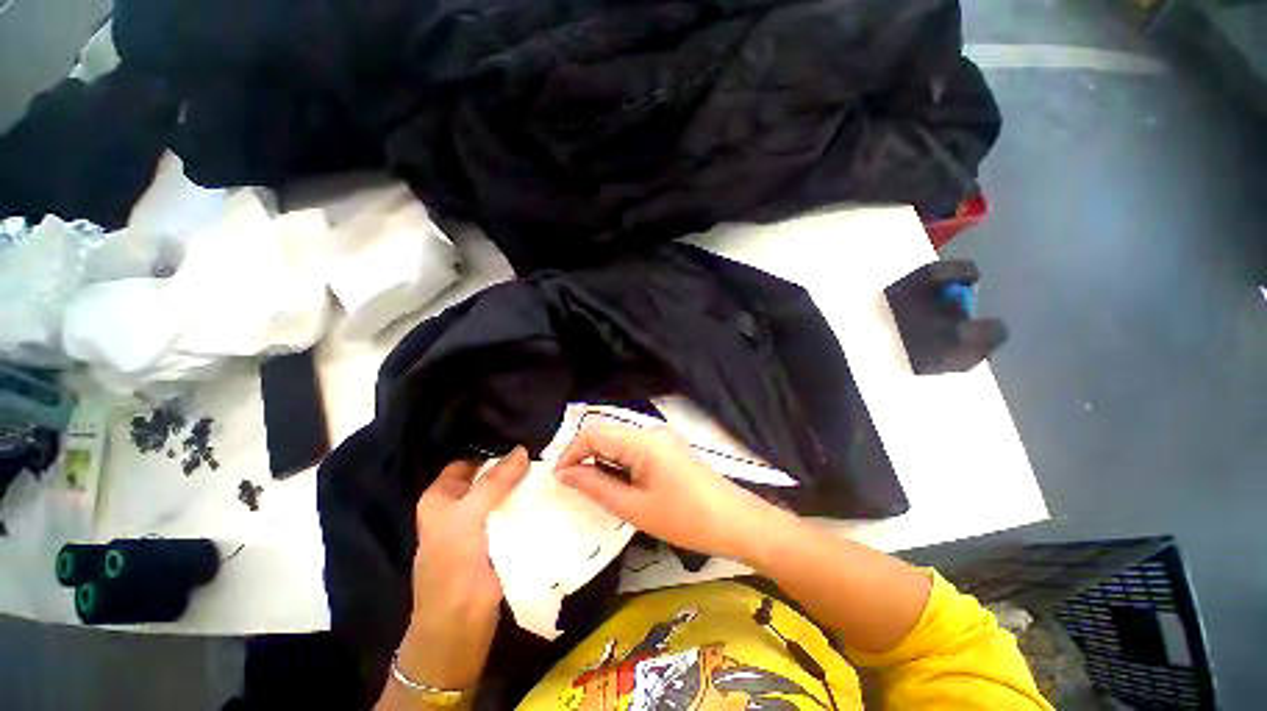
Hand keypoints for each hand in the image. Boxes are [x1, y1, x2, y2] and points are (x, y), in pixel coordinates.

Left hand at [398, 447, 529, 689]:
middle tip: (545, 453)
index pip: (468, 463)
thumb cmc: (453, 567)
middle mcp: (462, 508)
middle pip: (490, 478)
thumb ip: (494, 482)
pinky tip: (551, 492)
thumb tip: (522, 450)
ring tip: (553, 467)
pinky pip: (517, 513)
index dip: (492, 451)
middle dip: (514, 467)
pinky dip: (531, 503)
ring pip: (506, 495)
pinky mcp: (503, 540)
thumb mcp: (467, 517)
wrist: (460, 628)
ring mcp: (483, 525)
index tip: (523, 440)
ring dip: (525, 485)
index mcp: (442, 499)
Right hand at [555, 426, 787, 563]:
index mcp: (642, 441)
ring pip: (619, 443)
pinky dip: (619, 465)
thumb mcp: (634, 507)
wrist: (735, 522)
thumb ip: (596, 486)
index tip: (557, 479)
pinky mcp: (668, 450)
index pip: (593, 434)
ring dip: (601, 462)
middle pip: (606, 435)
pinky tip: (618, 485)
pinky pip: (634, 450)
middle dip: (584, 457)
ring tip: (593, 490)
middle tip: (572, 487)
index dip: (570, 453)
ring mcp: (662, 440)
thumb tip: (565, 473)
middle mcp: (651, 432)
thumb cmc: (685, 518)